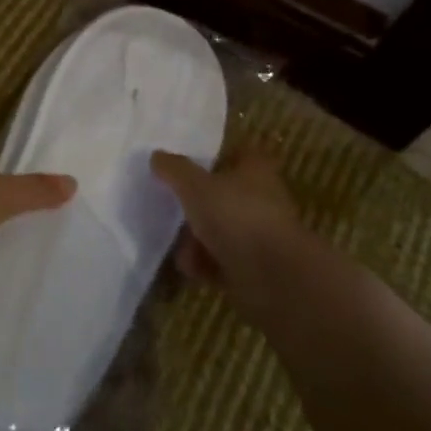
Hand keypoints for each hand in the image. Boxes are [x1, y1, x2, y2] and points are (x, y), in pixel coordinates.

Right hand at [150, 152, 307, 309]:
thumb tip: (157, 156)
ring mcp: (259, 235)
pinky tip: (191, 269)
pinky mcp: (255, 267)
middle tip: (172, 208)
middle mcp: (262, 199)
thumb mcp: (195, 186)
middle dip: (197, 205)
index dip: (215, 156)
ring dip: (197, 239)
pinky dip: (206, 264)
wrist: (272, 277)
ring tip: (180, 247)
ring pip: (221, 230)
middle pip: (224, 195)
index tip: (189, 164)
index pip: (239, 153)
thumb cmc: (236, 217)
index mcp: (256, 171)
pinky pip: (222, 260)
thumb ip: (175, 170)